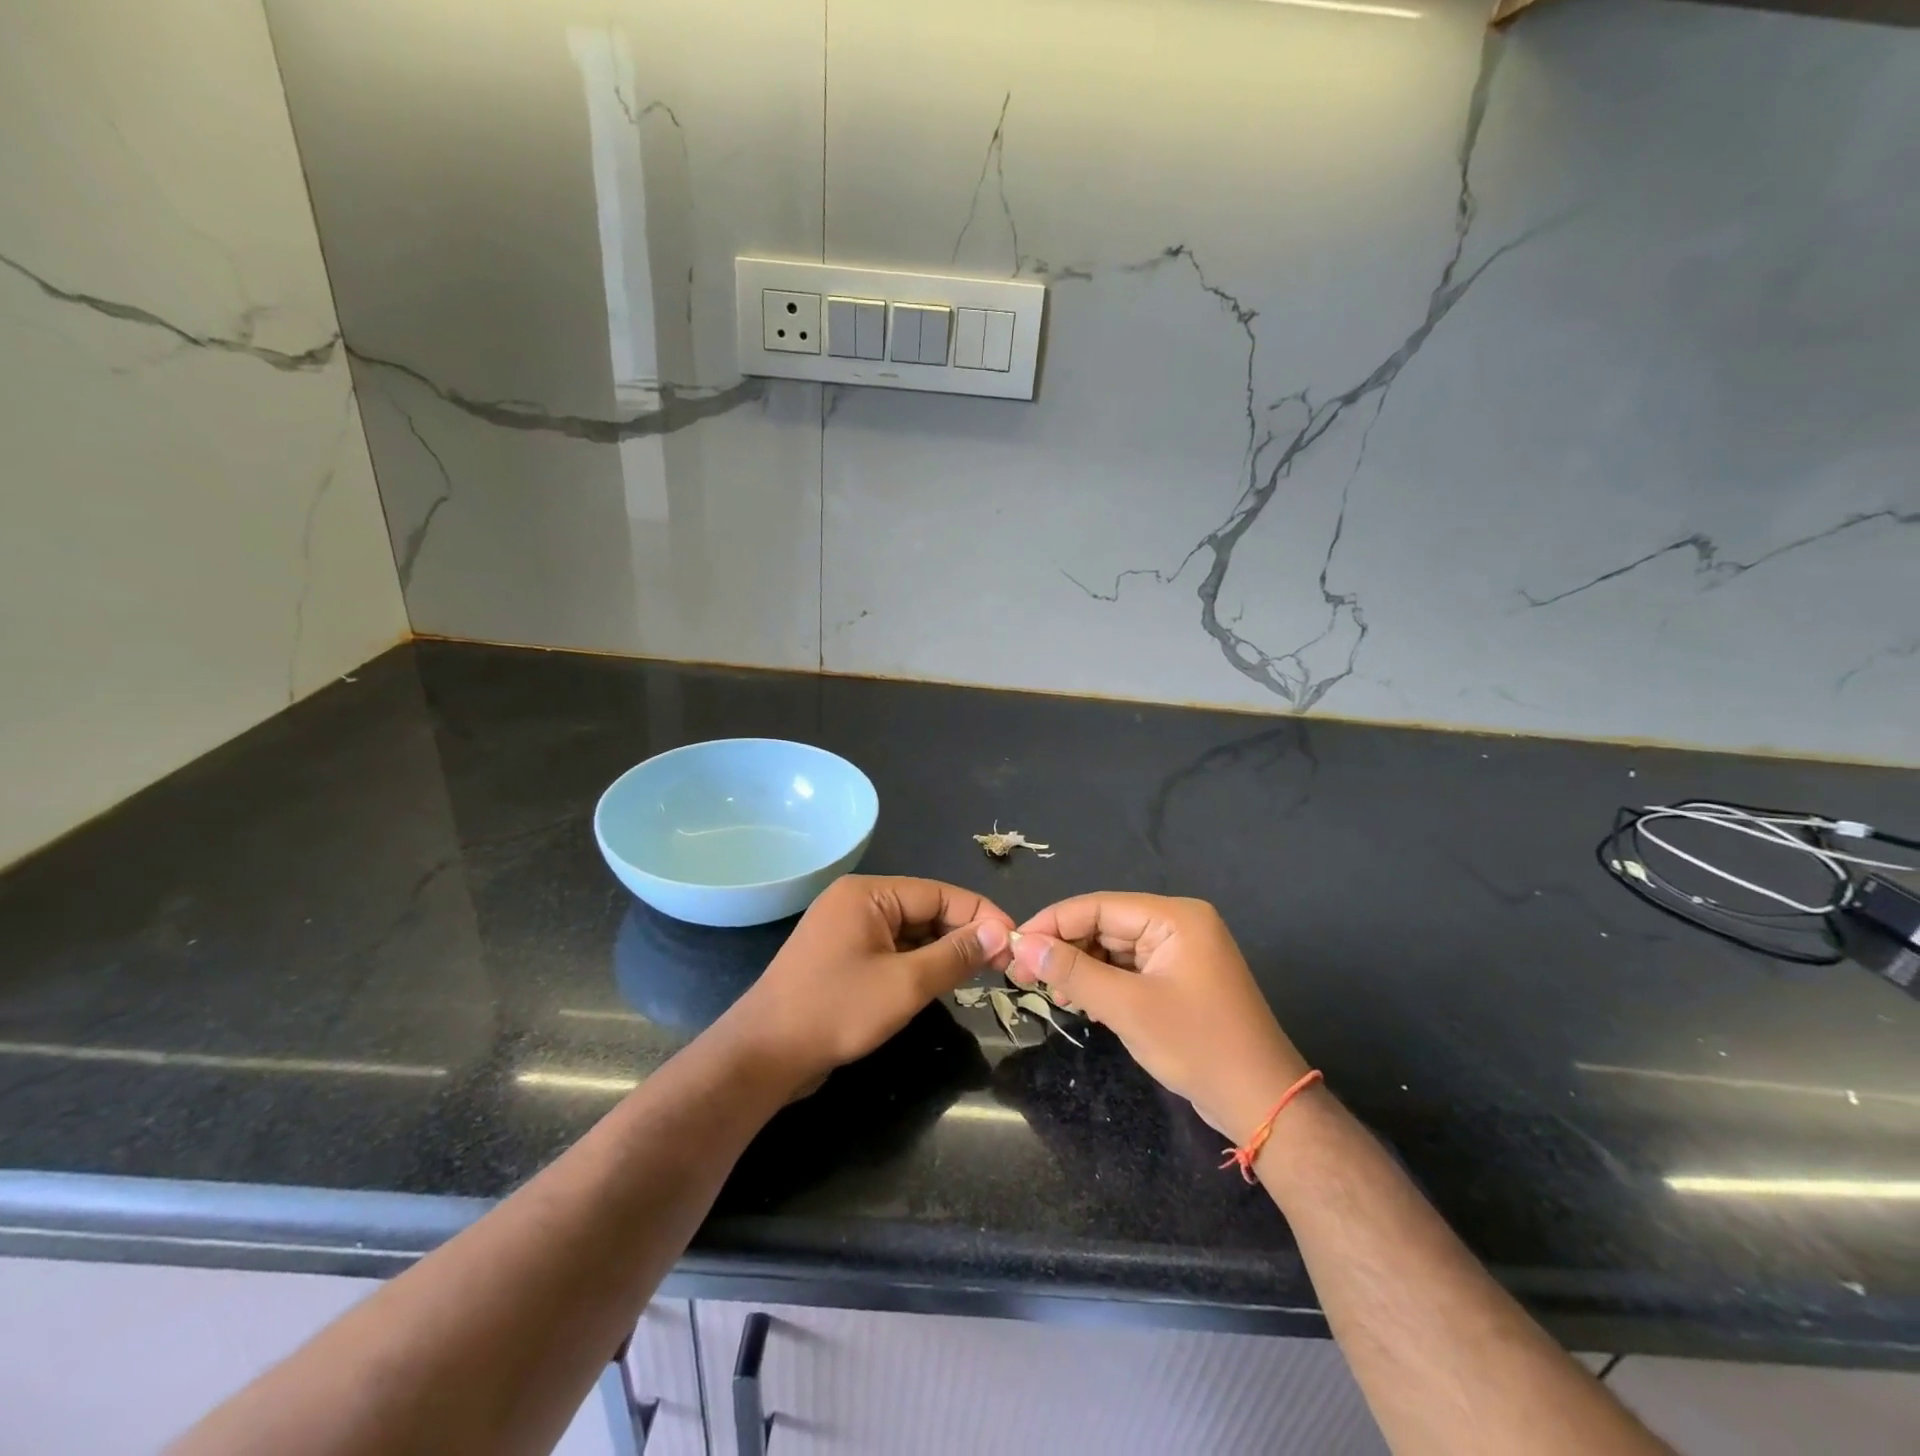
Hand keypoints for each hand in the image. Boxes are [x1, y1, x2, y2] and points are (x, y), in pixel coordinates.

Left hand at [726, 875, 1014, 1090]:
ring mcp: (846, 930)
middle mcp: (856, 902)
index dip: (981, 916)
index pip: (940, 893)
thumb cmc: (836, 1011)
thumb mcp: (906, 984)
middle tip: (1001, 966)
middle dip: (963, 935)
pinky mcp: (841, 958)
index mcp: (868, 894)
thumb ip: (956, 955)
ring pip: (910, 933)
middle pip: (925, 910)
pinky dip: (917, 965)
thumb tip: (1000, 932)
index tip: (1015, 942)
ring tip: (978, 976)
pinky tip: (938, 984)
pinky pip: (891, 951)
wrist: (763, 1056)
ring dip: (942, 952)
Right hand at [1011, 893, 1307, 1142]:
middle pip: (1105, 925)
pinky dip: (1101, 983)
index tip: (1013, 945)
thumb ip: (1073, 972)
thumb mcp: (1128, 1007)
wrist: (1262, 1102)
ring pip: (1113, 948)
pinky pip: (1129, 969)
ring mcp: (1179, 953)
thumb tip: (1023, 945)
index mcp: (1174, 917)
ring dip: (1080, 968)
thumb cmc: (1197, 1046)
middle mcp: (1177, 925)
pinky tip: (1079, 1001)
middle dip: (1064, 949)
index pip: (1099, 906)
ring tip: (1049, 993)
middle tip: (1022, 974)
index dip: (1053, 923)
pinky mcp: (1177, 979)